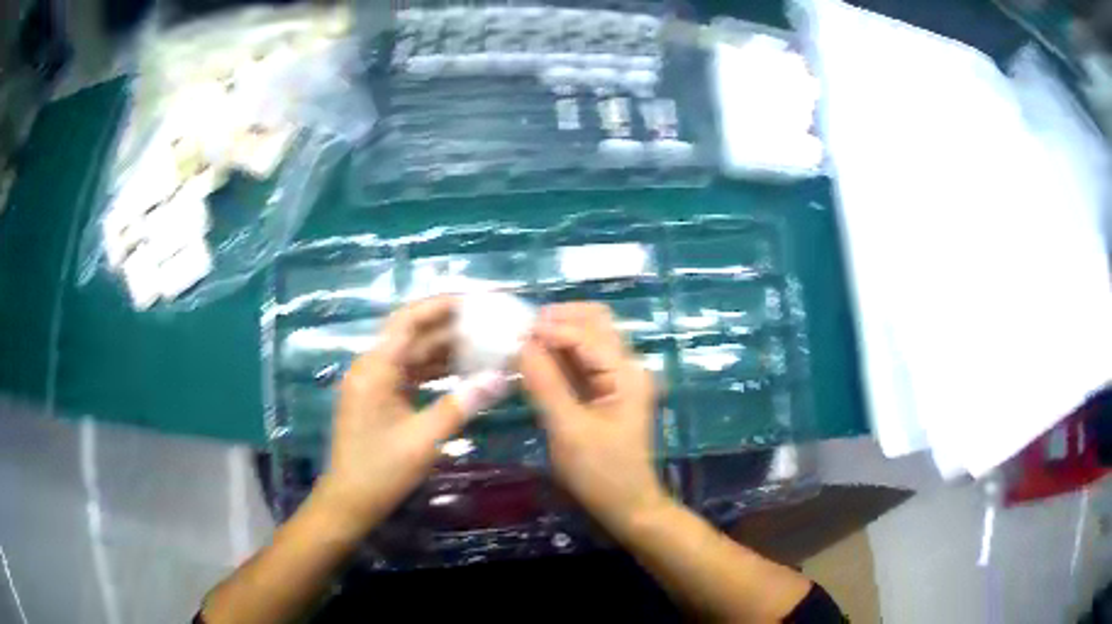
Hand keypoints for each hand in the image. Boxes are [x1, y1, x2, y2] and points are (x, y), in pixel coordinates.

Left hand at [314, 296, 508, 534]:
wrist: (350, 501)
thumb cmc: (381, 470)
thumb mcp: (423, 440)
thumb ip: (461, 405)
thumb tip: (500, 377)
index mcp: (375, 368)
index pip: (408, 320)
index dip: (441, 305)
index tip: (476, 302)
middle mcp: (372, 367)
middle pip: (412, 334)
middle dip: (450, 327)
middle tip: (489, 324)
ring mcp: (374, 383)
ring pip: (412, 354)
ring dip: (445, 349)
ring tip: (484, 344)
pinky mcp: (379, 398)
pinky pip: (409, 373)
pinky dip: (434, 370)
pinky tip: (462, 371)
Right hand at [519, 302, 667, 529]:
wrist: (627, 507)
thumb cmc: (601, 474)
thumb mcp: (568, 430)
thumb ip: (545, 384)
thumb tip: (520, 344)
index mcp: (625, 374)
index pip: (585, 334)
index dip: (549, 328)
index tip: (511, 333)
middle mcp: (626, 367)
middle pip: (594, 322)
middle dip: (557, 319)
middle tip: (519, 331)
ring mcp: (618, 378)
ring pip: (587, 338)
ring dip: (556, 334)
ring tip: (521, 343)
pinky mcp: (606, 392)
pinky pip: (581, 360)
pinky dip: (558, 354)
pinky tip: (534, 361)